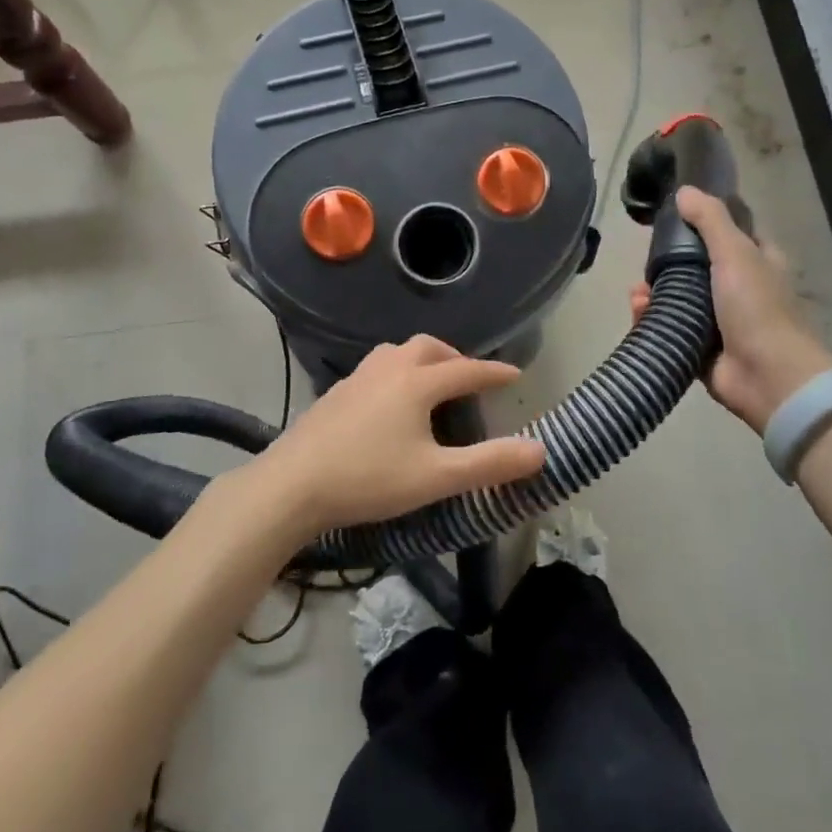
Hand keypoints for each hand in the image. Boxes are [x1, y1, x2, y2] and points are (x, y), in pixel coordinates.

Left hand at [254, 336, 545, 535]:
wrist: (292, 484)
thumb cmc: (369, 478)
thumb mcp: (436, 477)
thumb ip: (489, 464)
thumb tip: (539, 450)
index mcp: (417, 382)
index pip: (467, 370)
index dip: (494, 373)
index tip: (516, 375)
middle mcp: (389, 368)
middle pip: (430, 348)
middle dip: (455, 359)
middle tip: (470, 379)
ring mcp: (358, 377)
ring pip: (398, 352)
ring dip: (423, 360)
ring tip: (432, 385)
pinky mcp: (337, 392)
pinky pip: (378, 368)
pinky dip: (398, 372)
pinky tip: (390, 402)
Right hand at [630, 187, 831, 433]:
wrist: (767, 376)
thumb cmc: (756, 307)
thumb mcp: (736, 252)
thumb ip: (710, 219)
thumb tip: (683, 191)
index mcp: (758, 263)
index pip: (729, 234)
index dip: (703, 224)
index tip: (671, 220)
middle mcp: (740, 290)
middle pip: (696, 267)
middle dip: (667, 264)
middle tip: (645, 262)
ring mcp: (720, 322)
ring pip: (679, 299)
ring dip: (654, 294)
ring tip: (637, 293)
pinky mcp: (700, 349)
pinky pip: (670, 328)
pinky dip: (652, 320)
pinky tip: (639, 312)